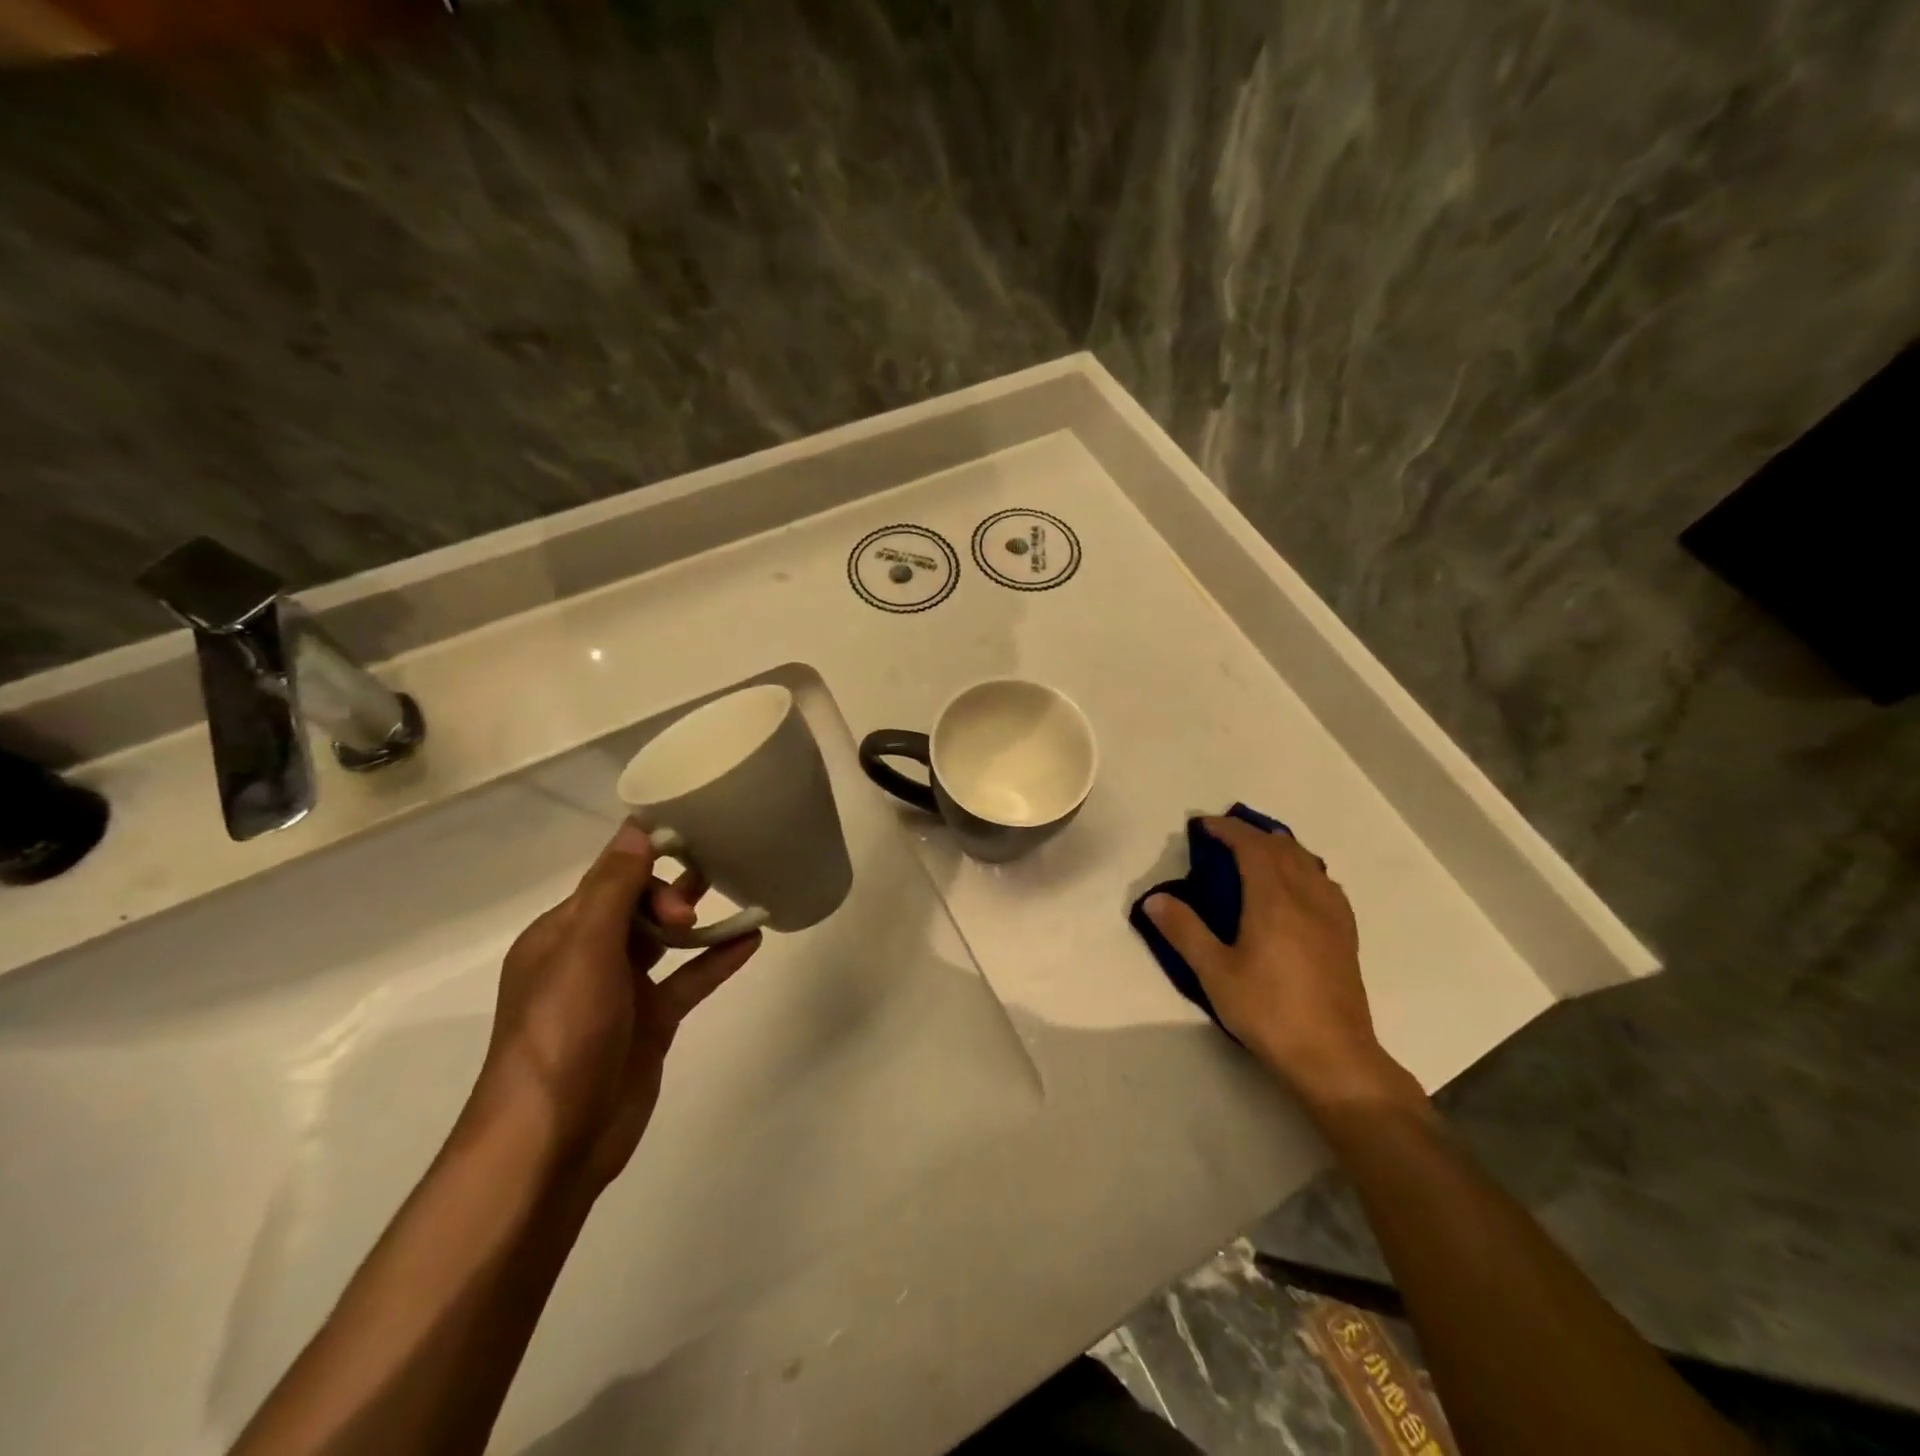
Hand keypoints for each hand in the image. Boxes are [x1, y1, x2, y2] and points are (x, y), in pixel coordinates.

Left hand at [475, 820, 761, 1189]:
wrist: (553, 1142)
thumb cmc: (561, 1034)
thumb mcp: (584, 951)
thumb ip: (613, 888)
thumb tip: (636, 828)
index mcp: (562, 934)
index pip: (610, 878)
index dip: (647, 859)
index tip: (690, 842)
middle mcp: (590, 957)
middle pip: (638, 905)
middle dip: (672, 892)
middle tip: (696, 902)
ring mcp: (623, 992)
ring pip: (667, 941)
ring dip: (699, 920)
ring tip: (740, 894)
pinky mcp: (652, 1023)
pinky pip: (688, 980)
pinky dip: (716, 960)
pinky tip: (751, 940)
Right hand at [1145, 816, 1410, 1106]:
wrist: (1333, 1055)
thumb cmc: (1268, 1011)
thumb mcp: (1215, 973)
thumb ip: (1184, 931)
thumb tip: (1154, 899)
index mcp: (1273, 899)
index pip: (1251, 846)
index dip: (1227, 829)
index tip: (1202, 825)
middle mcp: (1306, 896)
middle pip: (1281, 848)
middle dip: (1251, 834)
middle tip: (1222, 837)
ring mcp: (1331, 914)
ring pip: (1307, 862)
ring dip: (1279, 848)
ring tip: (1257, 852)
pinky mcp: (1345, 934)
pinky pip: (1324, 883)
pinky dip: (1304, 869)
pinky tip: (1297, 886)